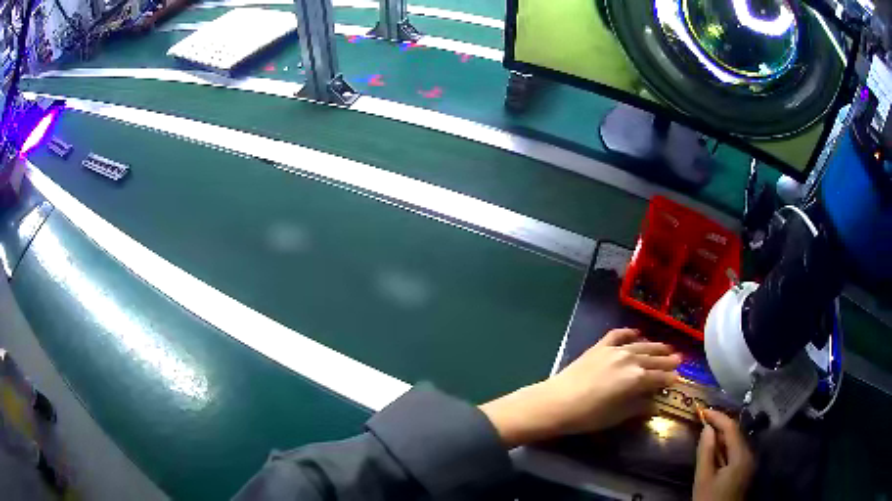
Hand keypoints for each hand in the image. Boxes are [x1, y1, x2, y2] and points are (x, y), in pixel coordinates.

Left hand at [480, 328, 679, 447]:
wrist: (556, 402)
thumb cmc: (588, 415)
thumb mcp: (618, 416)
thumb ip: (639, 407)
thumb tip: (655, 404)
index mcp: (637, 378)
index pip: (659, 377)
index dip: (670, 378)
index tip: (678, 378)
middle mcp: (630, 359)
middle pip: (654, 359)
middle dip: (667, 359)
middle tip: (679, 359)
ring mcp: (614, 350)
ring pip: (641, 345)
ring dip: (655, 346)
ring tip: (666, 347)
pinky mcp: (599, 346)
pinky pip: (618, 335)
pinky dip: (629, 333)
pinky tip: (637, 333)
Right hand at [694, 409, 754, 500]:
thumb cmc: (710, 500)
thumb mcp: (703, 479)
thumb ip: (706, 452)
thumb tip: (707, 428)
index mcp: (741, 454)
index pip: (731, 427)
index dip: (717, 416)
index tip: (702, 410)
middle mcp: (749, 454)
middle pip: (736, 432)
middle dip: (720, 424)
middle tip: (703, 419)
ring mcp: (749, 462)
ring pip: (737, 441)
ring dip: (722, 435)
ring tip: (707, 431)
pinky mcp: (745, 469)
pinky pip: (736, 451)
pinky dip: (726, 446)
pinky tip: (715, 449)